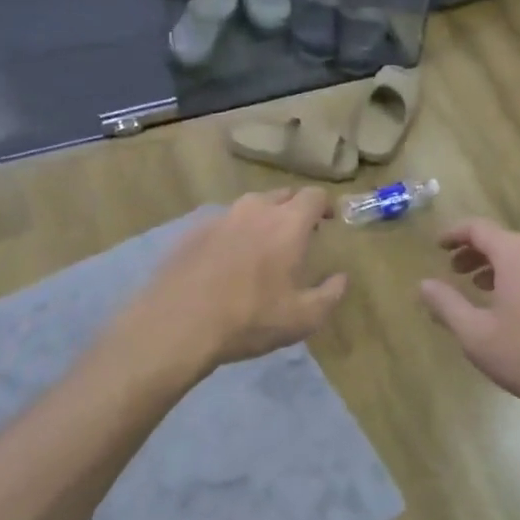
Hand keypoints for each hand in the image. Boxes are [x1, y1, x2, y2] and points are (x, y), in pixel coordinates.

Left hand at [132, 188, 347, 370]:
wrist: (177, 324)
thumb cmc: (250, 320)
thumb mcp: (303, 318)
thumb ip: (330, 294)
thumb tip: (341, 278)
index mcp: (287, 224)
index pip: (313, 196)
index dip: (324, 206)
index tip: (327, 221)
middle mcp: (254, 210)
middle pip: (281, 195)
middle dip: (294, 209)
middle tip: (298, 234)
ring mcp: (219, 218)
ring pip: (249, 207)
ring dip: (262, 219)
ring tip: (263, 246)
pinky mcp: (192, 232)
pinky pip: (222, 223)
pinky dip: (233, 233)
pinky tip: (228, 260)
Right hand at [418, 219, 519, 416]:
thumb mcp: (476, 334)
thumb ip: (447, 305)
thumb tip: (424, 284)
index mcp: (517, 253)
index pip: (479, 228)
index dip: (454, 234)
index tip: (436, 246)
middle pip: (503, 240)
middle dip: (475, 252)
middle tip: (454, 270)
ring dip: (498, 266)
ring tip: (480, 286)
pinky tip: (513, 306)